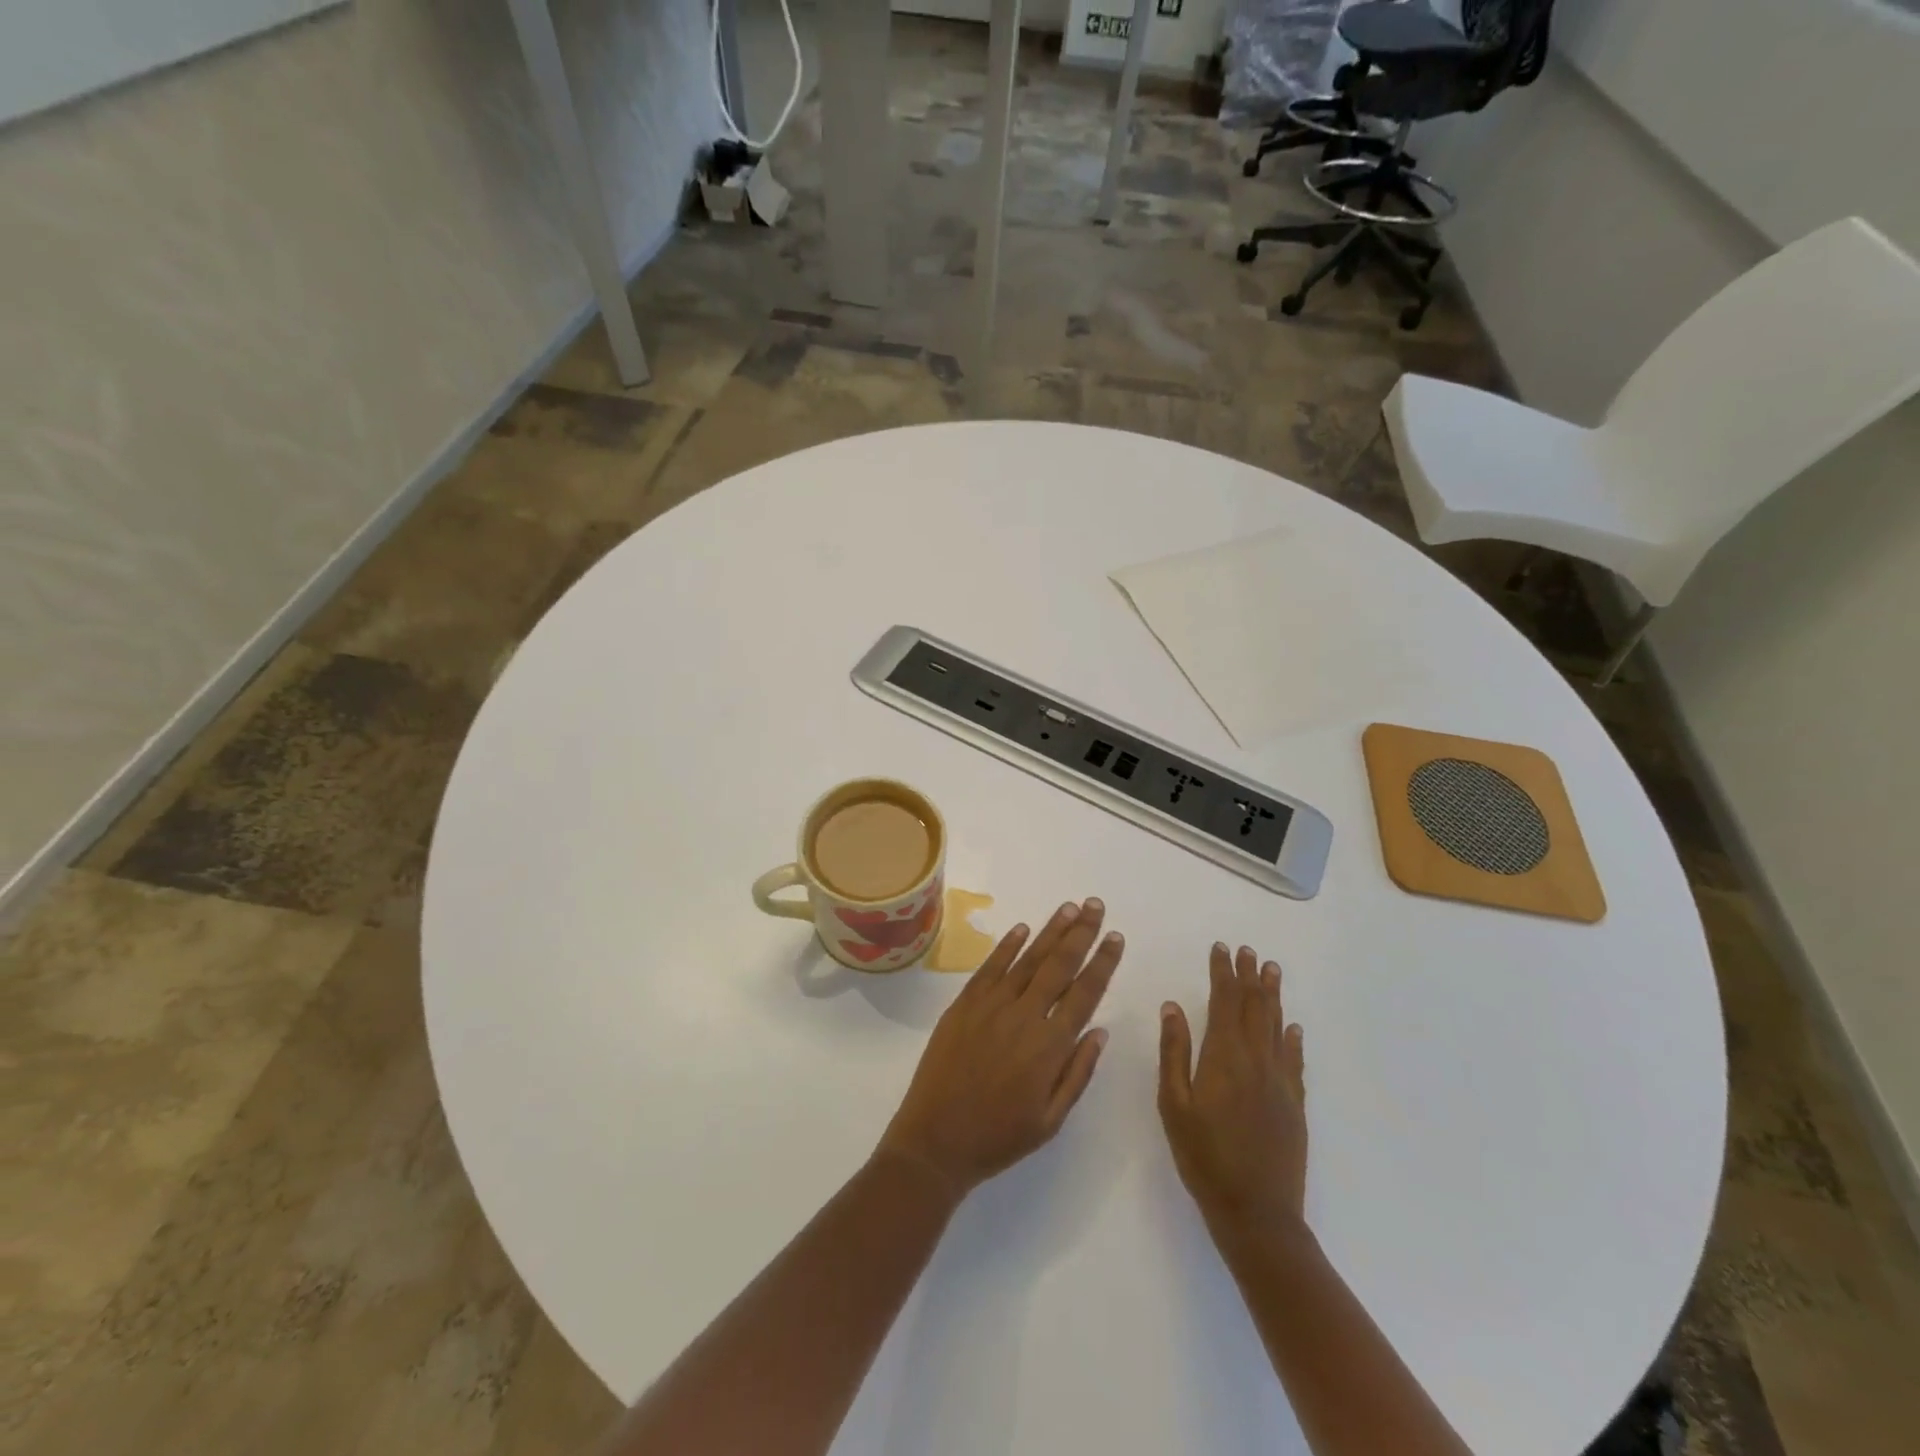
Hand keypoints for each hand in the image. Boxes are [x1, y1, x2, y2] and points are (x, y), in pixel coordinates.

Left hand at [877, 899, 1122, 1199]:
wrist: (936, 1141)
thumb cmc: (999, 1137)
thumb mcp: (1050, 1120)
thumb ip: (1077, 1072)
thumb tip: (1099, 1030)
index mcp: (1050, 1046)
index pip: (1085, 993)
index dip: (1102, 963)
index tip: (1115, 937)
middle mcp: (1024, 1016)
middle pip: (1059, 965)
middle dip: (1081, 933)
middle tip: (1095, 905)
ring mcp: (991, 1006)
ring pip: (1027, 959)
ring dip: (1050, 931)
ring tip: (1069, 907)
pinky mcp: (964, 1004)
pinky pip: (990, 968)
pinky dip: (1008, 946)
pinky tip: (1023, 929)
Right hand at [1159, 943, 1307, 1242]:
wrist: (1257, 1212)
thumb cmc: (1204, 1157)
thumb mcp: (1174, 1104)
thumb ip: (1174, 1052)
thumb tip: (1173, 1007)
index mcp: (1224, 1057)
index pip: (1225, 1001)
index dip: (1223, 973)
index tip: (1221, 949)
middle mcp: (1256, 1060)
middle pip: (1254, 1007)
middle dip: (1249, 976)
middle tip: (1248, 950)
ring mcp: (1280, 1082)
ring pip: (1276, 1026)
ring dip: (1272, 996)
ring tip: (1272, 970)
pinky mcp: (1294, 1104)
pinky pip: (1294, 1060)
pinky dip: (1292, 1038)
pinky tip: (1292, 1027)